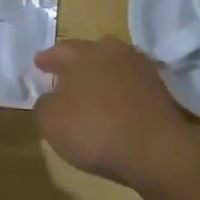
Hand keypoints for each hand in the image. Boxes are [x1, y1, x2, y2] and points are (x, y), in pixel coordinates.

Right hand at [32, 37, 190, 188]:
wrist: (155, 150)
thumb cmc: (94, 130)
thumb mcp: (51, 122)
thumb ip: (44, 104)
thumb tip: (50, 97)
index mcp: (85, 54)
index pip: (61, 50)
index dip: (47, 58)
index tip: (39, 63)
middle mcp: (115, 53)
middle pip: (92, 52)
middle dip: (78, 62)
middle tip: (66, 74)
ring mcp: (142, 69)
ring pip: (114, 67)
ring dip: (102, 77)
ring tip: (91, 92)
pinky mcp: (161, 90)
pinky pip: (131, 86)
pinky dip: (120, 93)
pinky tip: (114, 107)